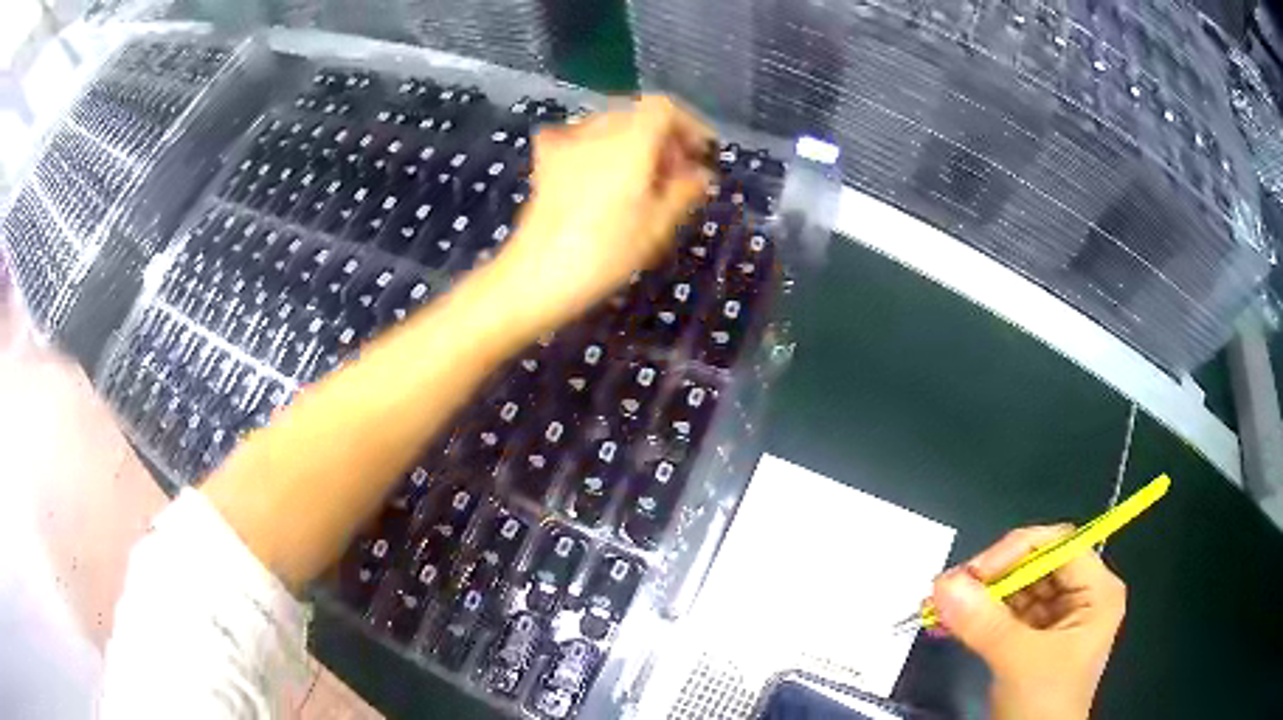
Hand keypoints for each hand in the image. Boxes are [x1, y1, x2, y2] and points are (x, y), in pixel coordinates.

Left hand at [489, 96, 712, 334]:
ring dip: (633, 143)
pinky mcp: (545, 160)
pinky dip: (600, 148)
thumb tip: (700, 174)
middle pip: (638, 115)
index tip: (702, 152)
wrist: (535, 275)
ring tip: (643, 180)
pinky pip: (580, 139)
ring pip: (610, 126)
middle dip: (663, 138)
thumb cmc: (604, 253)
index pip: (665, 108)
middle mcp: (597, 129)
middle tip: (677, 174)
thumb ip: (684, 192)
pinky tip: (601, 174)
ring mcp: (566, 141)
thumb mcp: (657, 226)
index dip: (689, 125)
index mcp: (631, 140)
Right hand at [931, 525, 1126, 719]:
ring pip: (1016, 590)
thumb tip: (942, 583)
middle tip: (948, 589)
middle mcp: (1080, 597)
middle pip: (1036, 566)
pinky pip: (1004, 616)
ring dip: (979, 598)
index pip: (1059, 546)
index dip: (1018, 551)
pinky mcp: (1032, 640)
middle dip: (992, 578)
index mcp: (1097, 591)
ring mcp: (1056, 619)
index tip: (973, 573)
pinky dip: (977, 618)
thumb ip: (984, 622)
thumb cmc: (1044, 704)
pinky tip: (947, 624)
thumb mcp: (1019, 662)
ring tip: (940, 607)